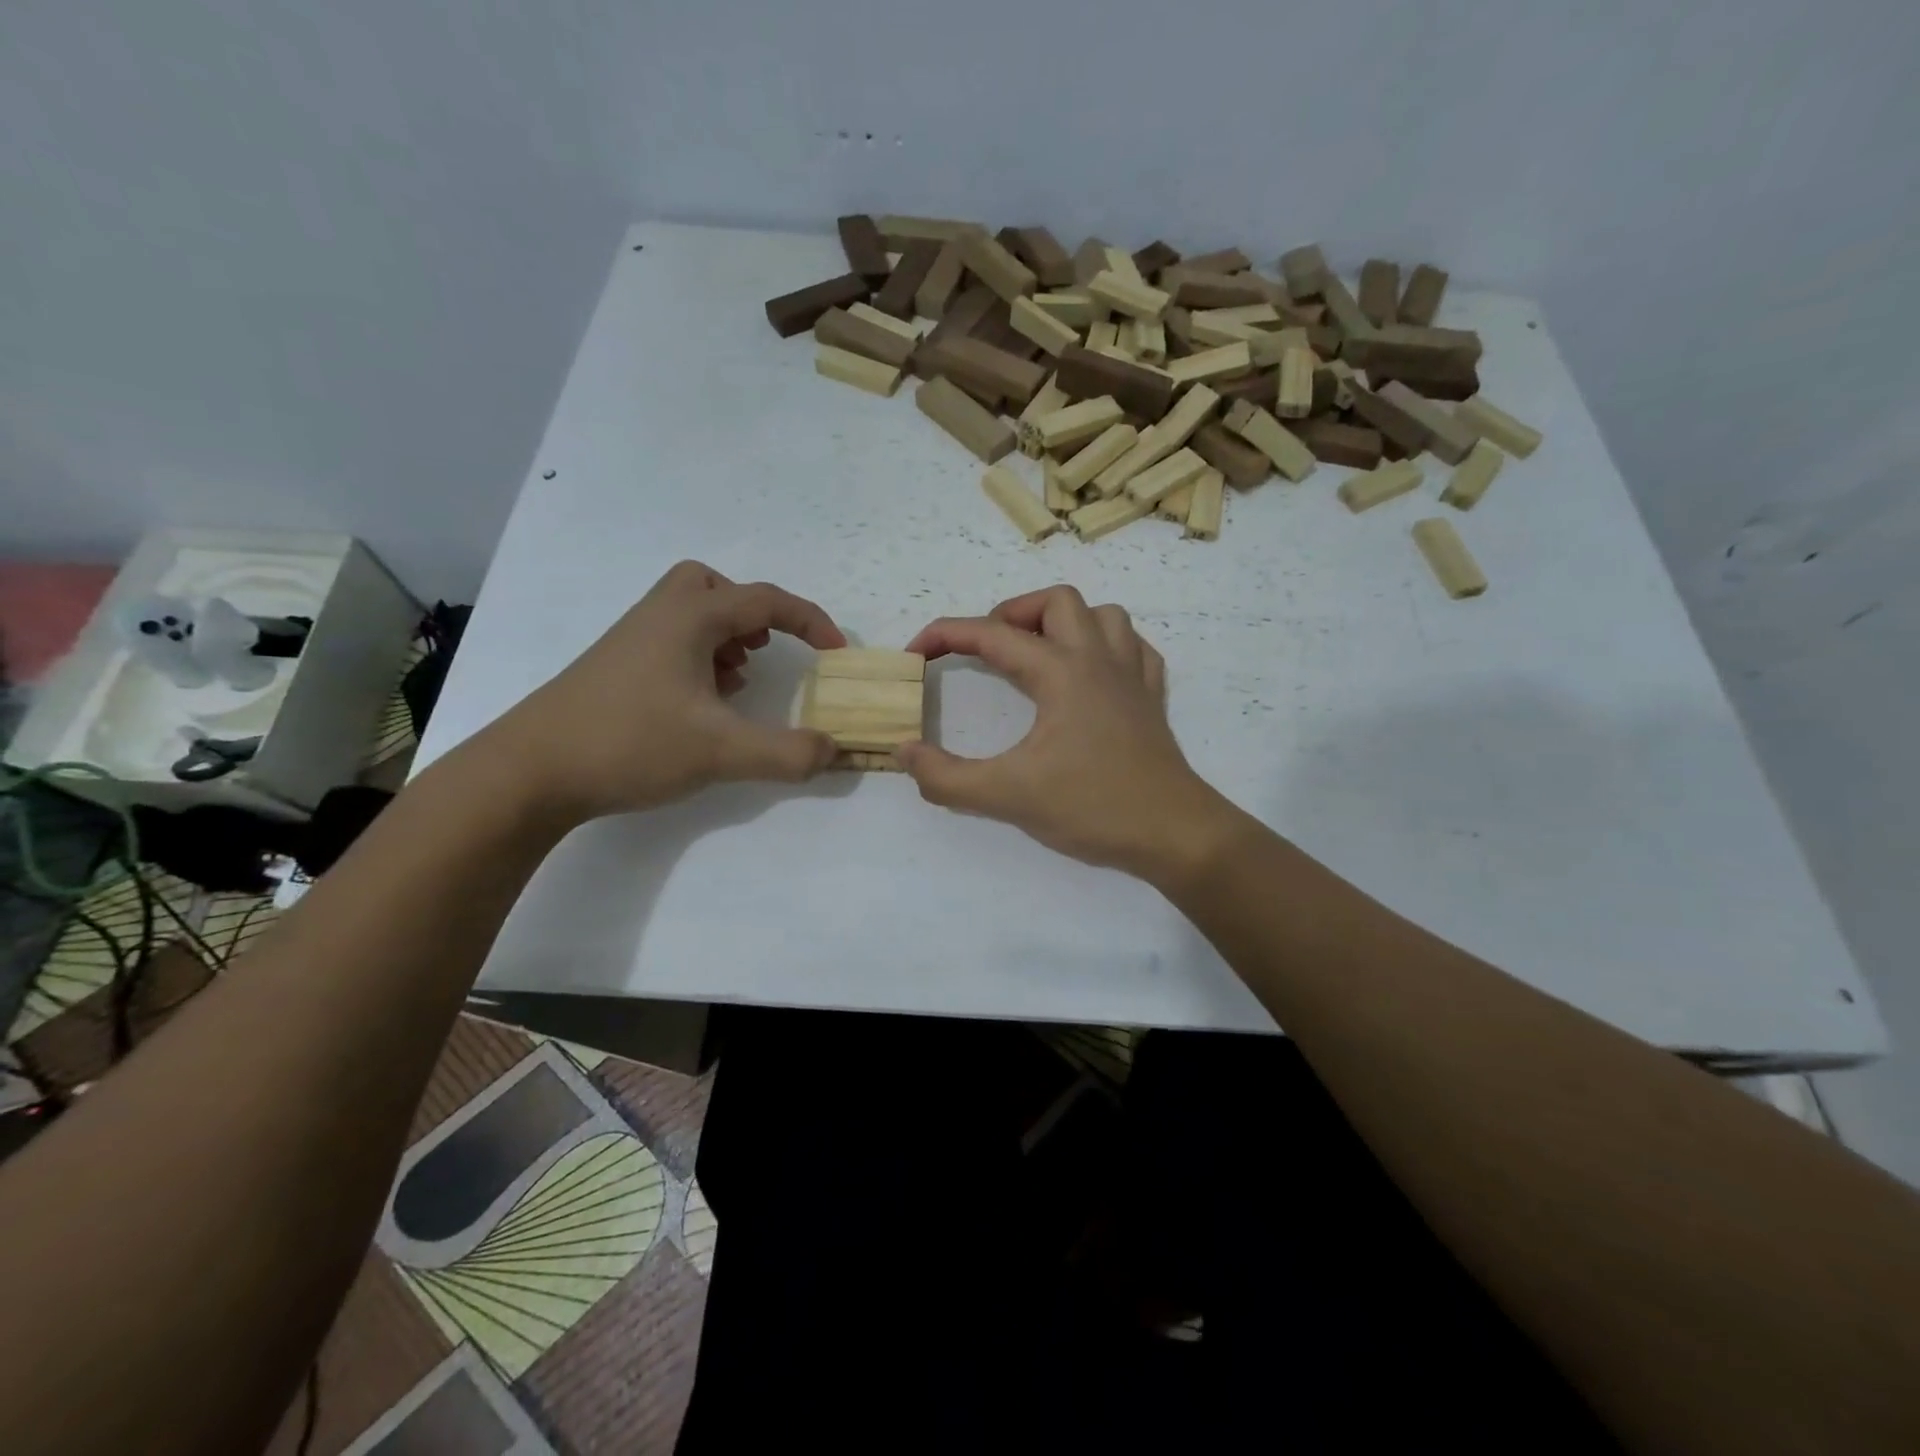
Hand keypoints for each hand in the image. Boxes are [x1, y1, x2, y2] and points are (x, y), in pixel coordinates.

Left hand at [485, 561, 845, 821]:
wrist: (531, 770)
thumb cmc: (630, 743)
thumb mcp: (721, 752)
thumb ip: (787, 753)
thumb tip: (833, 750)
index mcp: (690, 617)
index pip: (766, 600)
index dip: (811, 622)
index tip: (836, 653)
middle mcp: (660, 616)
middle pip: (713, 585)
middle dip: (751, 613)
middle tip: (765, 649)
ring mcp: (632, 641)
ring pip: (690, 613)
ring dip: (726, 637)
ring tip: (738, 683)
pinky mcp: (615, 668)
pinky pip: (670, 641)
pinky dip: (699, 658)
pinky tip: (702, 704)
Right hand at [898, 586, 1232, 879]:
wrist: (1173, 833)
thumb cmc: (1092, 807)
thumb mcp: (1007, 796)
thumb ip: (947, 777)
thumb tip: (905, 753)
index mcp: (1061, 672)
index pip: (991, 635)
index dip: (945, 635)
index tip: (916, 652)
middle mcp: (1098, 660)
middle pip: (1056, 601)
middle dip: (1013, 614)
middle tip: (989, 651)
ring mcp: (1132, 677)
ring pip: (1103, 616)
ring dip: (1066, 624)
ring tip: (1039, 656)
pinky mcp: (1152, 700)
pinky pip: (1134, 649)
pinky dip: (1108, 648)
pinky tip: (1092, 675)